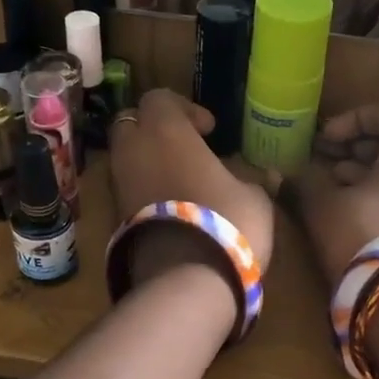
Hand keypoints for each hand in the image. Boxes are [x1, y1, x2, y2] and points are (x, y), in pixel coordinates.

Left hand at [109, 89, 275, 282]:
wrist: (186, 279)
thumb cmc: (226, 221)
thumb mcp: (253, 196)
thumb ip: (251, 178)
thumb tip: (264, 176)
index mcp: (165, 131)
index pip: (159, 99)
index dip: (184, 108)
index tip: (209, 130)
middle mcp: (134, 151)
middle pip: (132, 124)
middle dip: (155, 131)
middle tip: (185, 147)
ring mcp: (120, 185)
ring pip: (126, 158)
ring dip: (149, 162)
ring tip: (181, 180)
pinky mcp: (115, 218)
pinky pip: (127, 189)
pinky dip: (144, 189)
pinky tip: (173, 206)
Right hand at [295, 102, 378, 277]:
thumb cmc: (364, 233)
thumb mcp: (324, 204)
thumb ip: (306, 180)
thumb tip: (286, 174)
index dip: (351, 121)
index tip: (324, 140)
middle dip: (361, 149)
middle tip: (328, 162)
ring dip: (374, 173)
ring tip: (339, 187)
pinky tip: (362, 212)